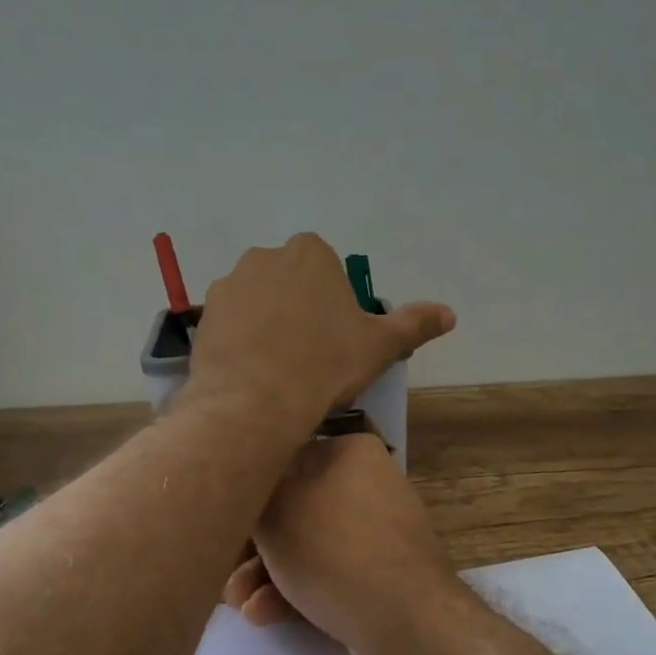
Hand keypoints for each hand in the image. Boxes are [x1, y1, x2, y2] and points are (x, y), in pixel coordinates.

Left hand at [183, 234, 454, 435]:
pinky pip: (232, 322)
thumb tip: (450, 314)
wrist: (255, 402)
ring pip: (259, 300)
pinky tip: (253, 370)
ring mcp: (229, 284)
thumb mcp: (380, 345)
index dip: (334, 301)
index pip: (327, 267)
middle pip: (291, 280)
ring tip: (280, 366)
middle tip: (312, 352)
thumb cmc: (325, 364)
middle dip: (300, 306)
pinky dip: (242, 339)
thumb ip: (414, 323)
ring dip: (269, 322)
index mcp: (310, 253)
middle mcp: (265, 256)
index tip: (337, 335)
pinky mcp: (205, 315)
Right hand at [222, 433, 469, 654]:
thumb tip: (249, 480)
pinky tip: (265, 614)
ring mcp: (376, 532)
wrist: (407, 623)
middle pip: (293, 508)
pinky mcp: (379, 574)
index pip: (284, 459)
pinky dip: (296, 590)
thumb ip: (255, 490)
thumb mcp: (276, 511)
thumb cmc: (334, 551)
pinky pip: (328, 573)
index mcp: (350, 452)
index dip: (249, 492)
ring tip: (237, 602)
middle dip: (254, 546)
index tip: (222, 522)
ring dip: (268, 573)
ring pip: (307, 545)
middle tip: (225, 573)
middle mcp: (367, 483)